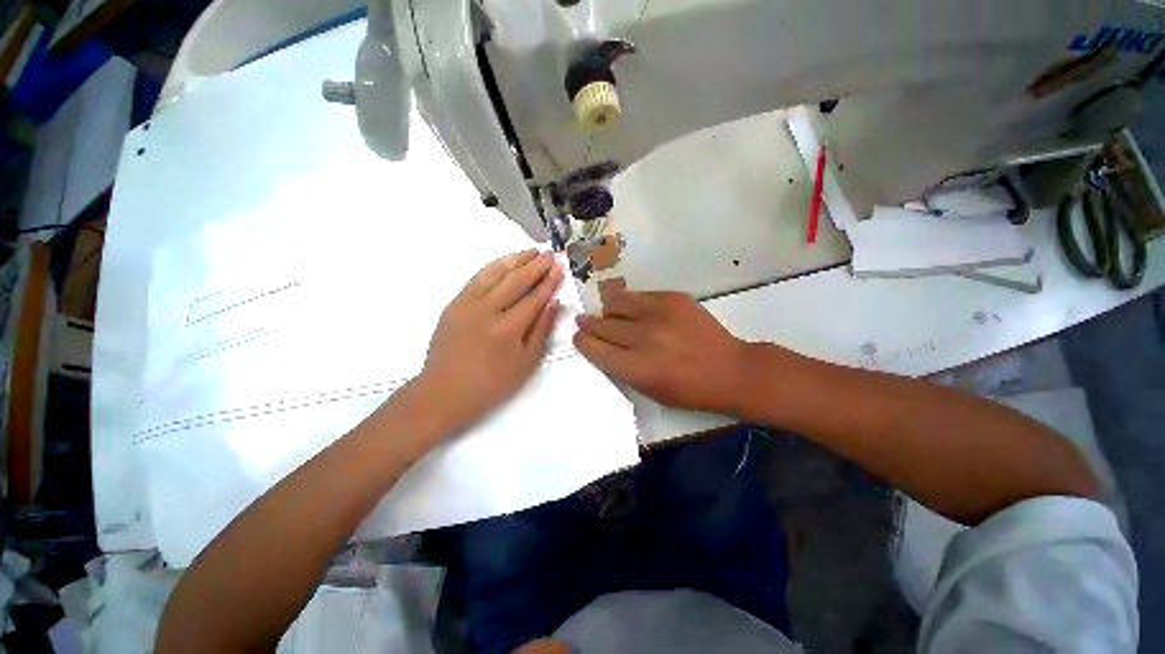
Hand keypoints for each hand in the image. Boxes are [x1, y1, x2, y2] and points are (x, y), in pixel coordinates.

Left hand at [417, 249, 562, 433]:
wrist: (445, 391)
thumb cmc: (492, 383)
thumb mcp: (526, 362)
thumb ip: (541, 329)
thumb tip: (554, 302)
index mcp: (508, 328)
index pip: (535, 297)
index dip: (550, 281)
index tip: (560, 267)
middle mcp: (488, 310)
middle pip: (517, 280)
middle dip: (536, 265)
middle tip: (551, 253)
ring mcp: (468, 304)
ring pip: (495, 272)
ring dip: (516, 259)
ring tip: (532, 251)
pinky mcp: (455, 303)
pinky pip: (477, 278)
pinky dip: (494, 266)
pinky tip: (505, 262)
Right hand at [573, 286, 750, 415]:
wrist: (730, 370)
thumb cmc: (689, 390)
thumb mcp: (649, 391)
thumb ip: (621, 368)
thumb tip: (601, 346)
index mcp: (636, 368)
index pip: (593, 347)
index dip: (582, 342)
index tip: (579, 338)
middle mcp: (644, 338)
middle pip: (601, 324)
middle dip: (587, 324)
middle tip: (583, 322)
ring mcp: (659, 313)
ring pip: (616, 302)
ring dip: (607, 310)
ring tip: (608, 313)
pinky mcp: (673, 298)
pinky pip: (639, 295)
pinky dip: (631, 303)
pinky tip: (634, 309)